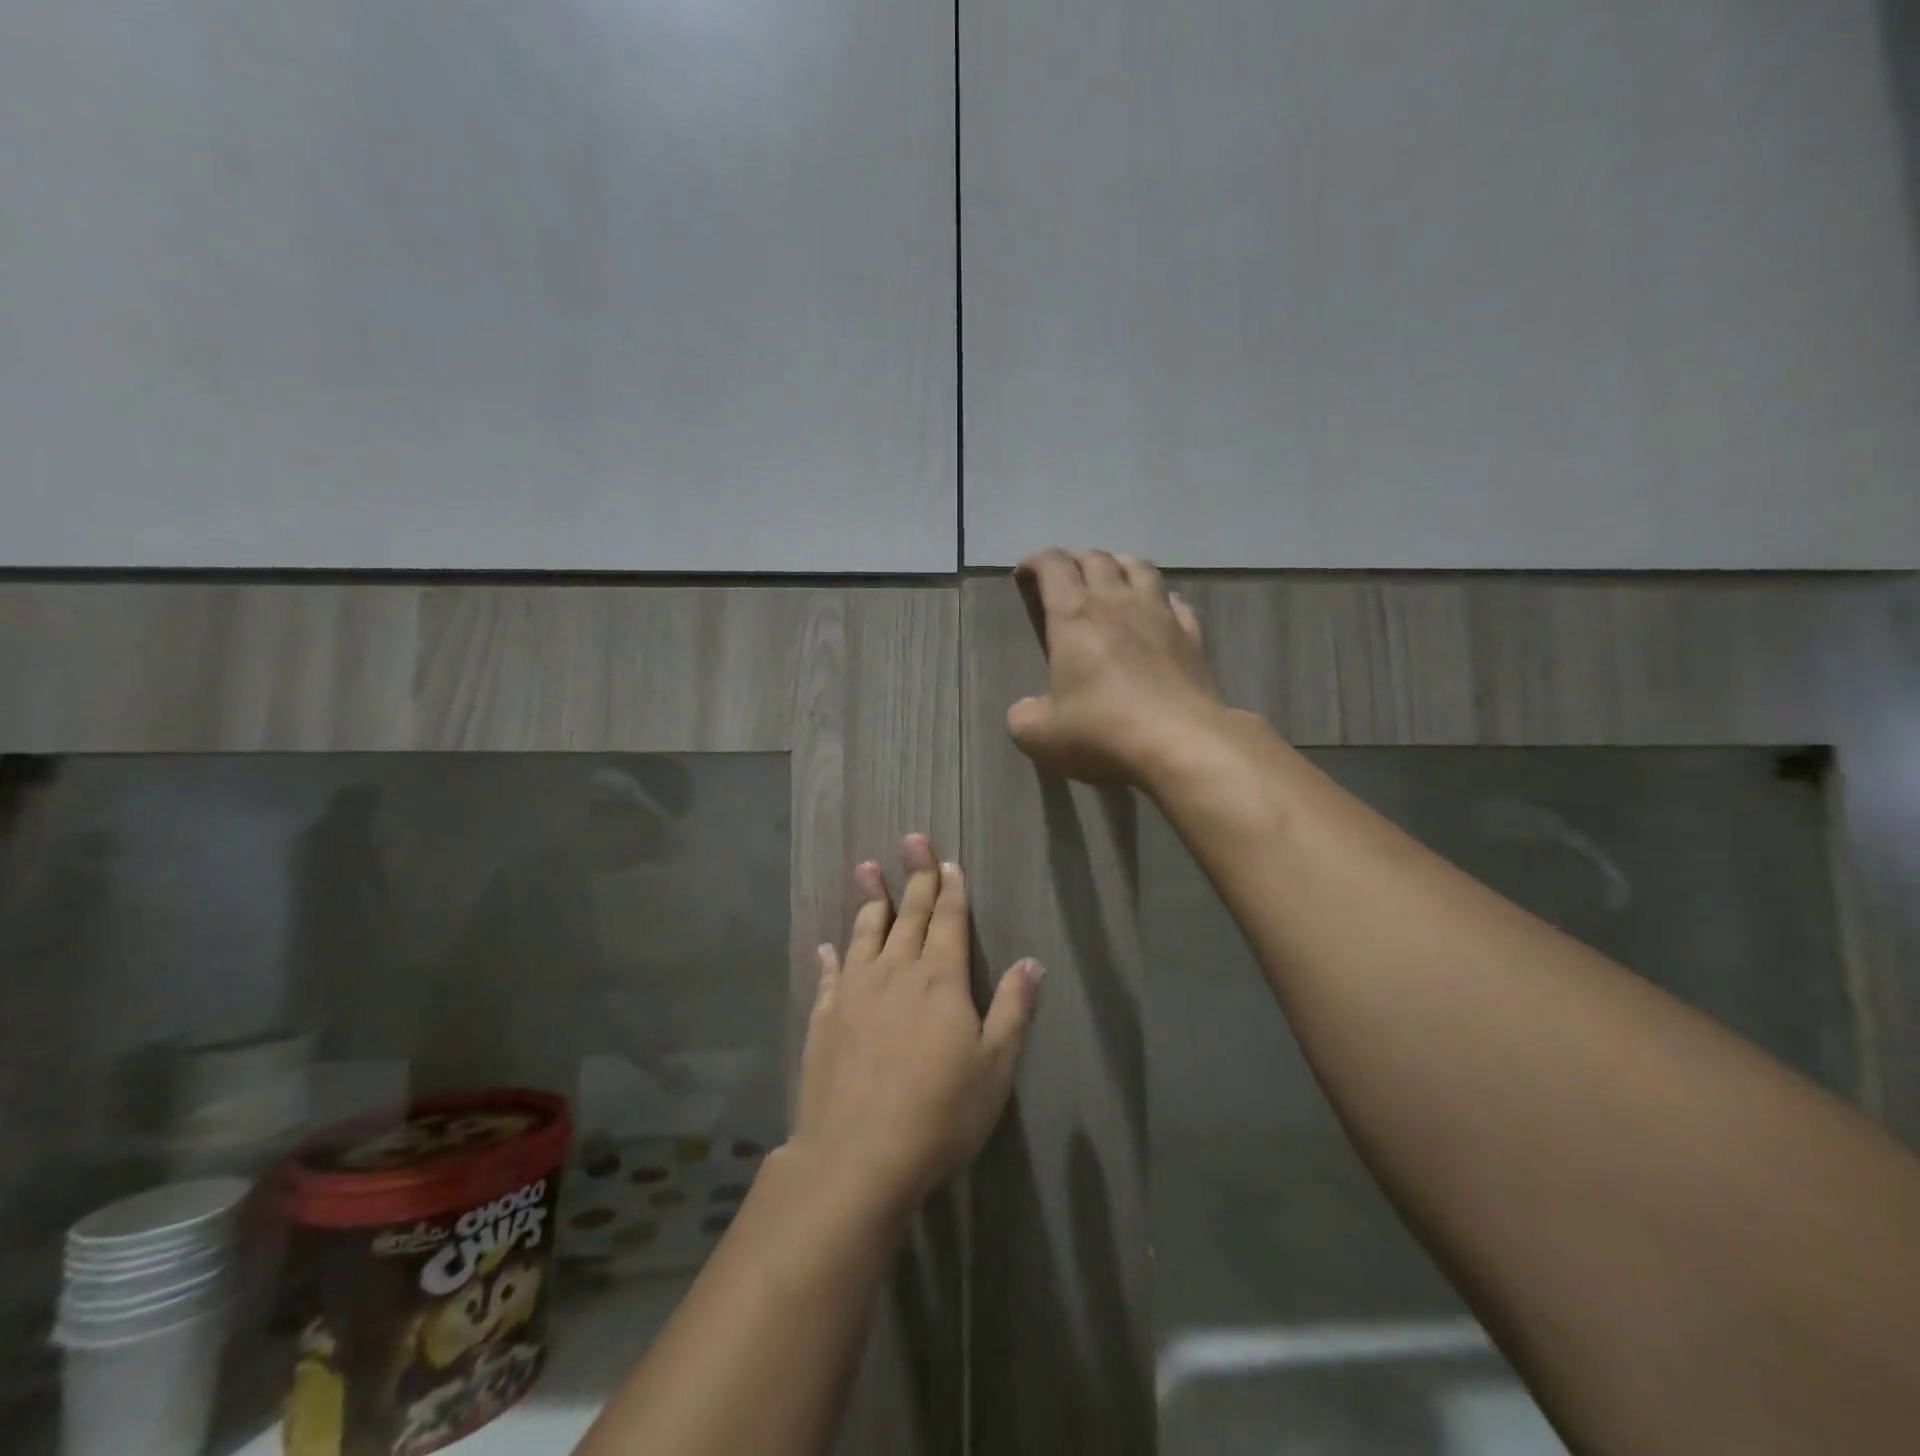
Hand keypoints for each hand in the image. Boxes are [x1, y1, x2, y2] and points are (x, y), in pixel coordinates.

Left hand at [792, 835, 1041, 1213]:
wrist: (857, 1155)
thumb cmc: (939, 1114)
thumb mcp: (995, 1067)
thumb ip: (1012, 1010)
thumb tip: (1031, 962)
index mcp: (940, 980)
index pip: (948, 920)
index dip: (950, 889)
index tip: (947, 861)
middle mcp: (896, 972)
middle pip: (908, 914)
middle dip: (915, 876)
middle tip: (911, 839)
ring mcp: (855, 991)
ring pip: (865, 932)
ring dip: (870, 899)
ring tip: (867, 869)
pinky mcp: (825, 1017)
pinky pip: (830, 974)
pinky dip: (831, 955)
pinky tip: (827, 944)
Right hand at [1009, 548, 1225, 782]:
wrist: (1181, 743)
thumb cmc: (1102, 731)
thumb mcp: (1039, 735)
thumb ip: (1024, 716)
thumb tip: (1027, 709)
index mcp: (1074, 616)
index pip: (1053, 566)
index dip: (1035, 562)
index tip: (1024, 574)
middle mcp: (1116, 603)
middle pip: (1096, 558)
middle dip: (1074, 559)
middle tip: (1063, 576)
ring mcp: (1159, 615)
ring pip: (1139, 568)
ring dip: (1118, 565)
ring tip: (1109, 577)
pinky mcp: (1192, 635)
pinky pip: (1174, 601)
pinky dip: (1159, 597)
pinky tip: (1157, 610)